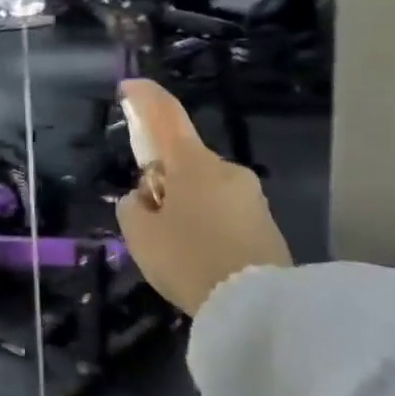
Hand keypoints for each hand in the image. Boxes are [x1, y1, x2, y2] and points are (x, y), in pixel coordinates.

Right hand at [115, 79, 291, 316]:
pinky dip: (203, 224)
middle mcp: (226, 170)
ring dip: (183, 205)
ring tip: (172, 248)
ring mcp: (250, 196)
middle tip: (146, 217)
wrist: (259, 308)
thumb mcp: (139, 234)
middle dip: (162, 179)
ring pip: (202, 189)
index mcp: (192, 164)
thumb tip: (145, 199)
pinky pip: (222, 212)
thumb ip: (133, 207)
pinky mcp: (265, 224)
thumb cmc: (188, 259)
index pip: (166, 116)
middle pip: (183, 161)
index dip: (145, 98)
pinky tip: (198, 258)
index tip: (129, 87)